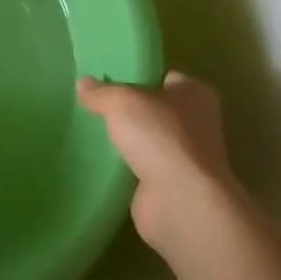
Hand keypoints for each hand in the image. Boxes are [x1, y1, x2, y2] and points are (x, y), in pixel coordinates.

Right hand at [77, 71, 237, 257]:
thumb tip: (83, 83)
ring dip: (128, 141)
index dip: (138, 77)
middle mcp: (197, 123)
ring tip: (92, 132)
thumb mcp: (122, 101)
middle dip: (130, 111)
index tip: (108, 80)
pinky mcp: (172, 186)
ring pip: (149, 140)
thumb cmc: (160, 138)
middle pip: (156, 109)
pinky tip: (101, 162)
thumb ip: (101, 92)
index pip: (165, 77)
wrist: (180, 202)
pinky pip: (143, 168)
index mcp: (195, 94)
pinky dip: (127, 167)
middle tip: (94, 106)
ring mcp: (186, 158)